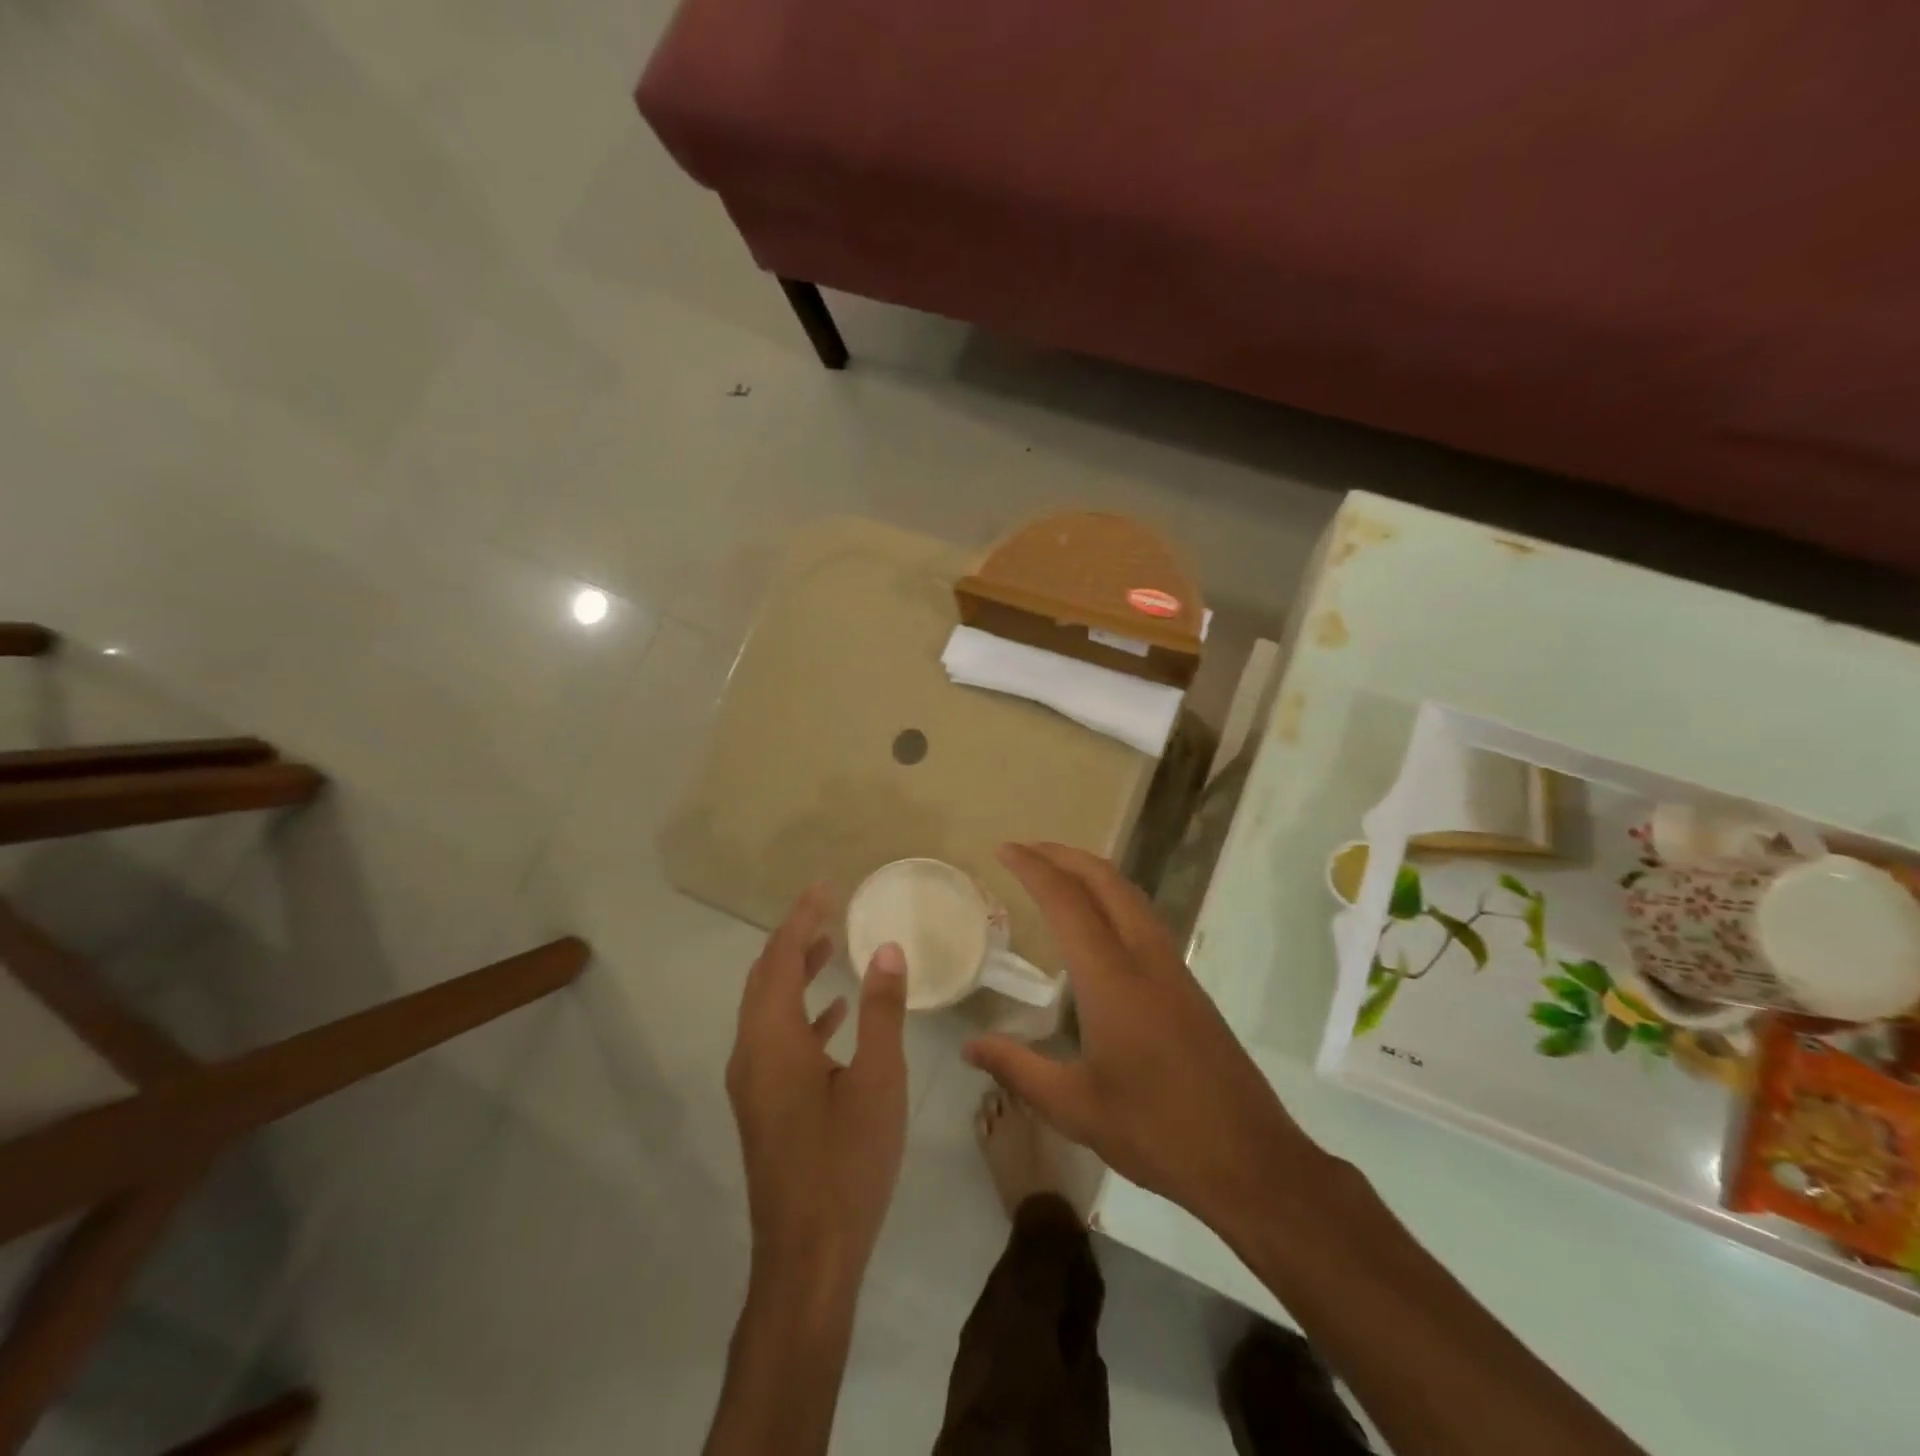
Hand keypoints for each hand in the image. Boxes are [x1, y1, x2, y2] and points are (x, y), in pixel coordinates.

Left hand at [726, 887, 909, 1298]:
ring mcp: (753, 1084)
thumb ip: (881, 1010)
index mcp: (771, 1039)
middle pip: (765, 979)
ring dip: (796, 975)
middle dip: (793, 940)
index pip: (779, 958)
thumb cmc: (846, 1161)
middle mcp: (751, 1054)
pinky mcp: (764, 1108)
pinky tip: (835, 1015)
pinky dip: (802, 1015)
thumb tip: (886, 950)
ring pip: (769, 1010)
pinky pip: (776, 1040)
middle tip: (826, 910)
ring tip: (831, 948)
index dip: (800, 917)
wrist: (808, 1257)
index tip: (824, 887)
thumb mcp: (877, 1079)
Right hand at [964, 843, 1327, 1233]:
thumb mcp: (1074, 1107)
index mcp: (1112, 978)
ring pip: (1130, 894)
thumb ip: (1017, 1069)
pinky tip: (1098, 922)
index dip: (1033, 868)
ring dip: (1091, 872)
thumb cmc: (1156, 1131)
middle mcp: (1145, 958)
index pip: (1067, 901)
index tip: (1004, 849)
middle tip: (1025, 850)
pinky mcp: (1188, 985)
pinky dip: (1112, 896)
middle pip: (1105, 880)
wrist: (1250, 1160)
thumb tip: (969, 1047)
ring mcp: (1173, 968)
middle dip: (1063, 855)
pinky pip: (1143, 917)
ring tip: (1056, 872)